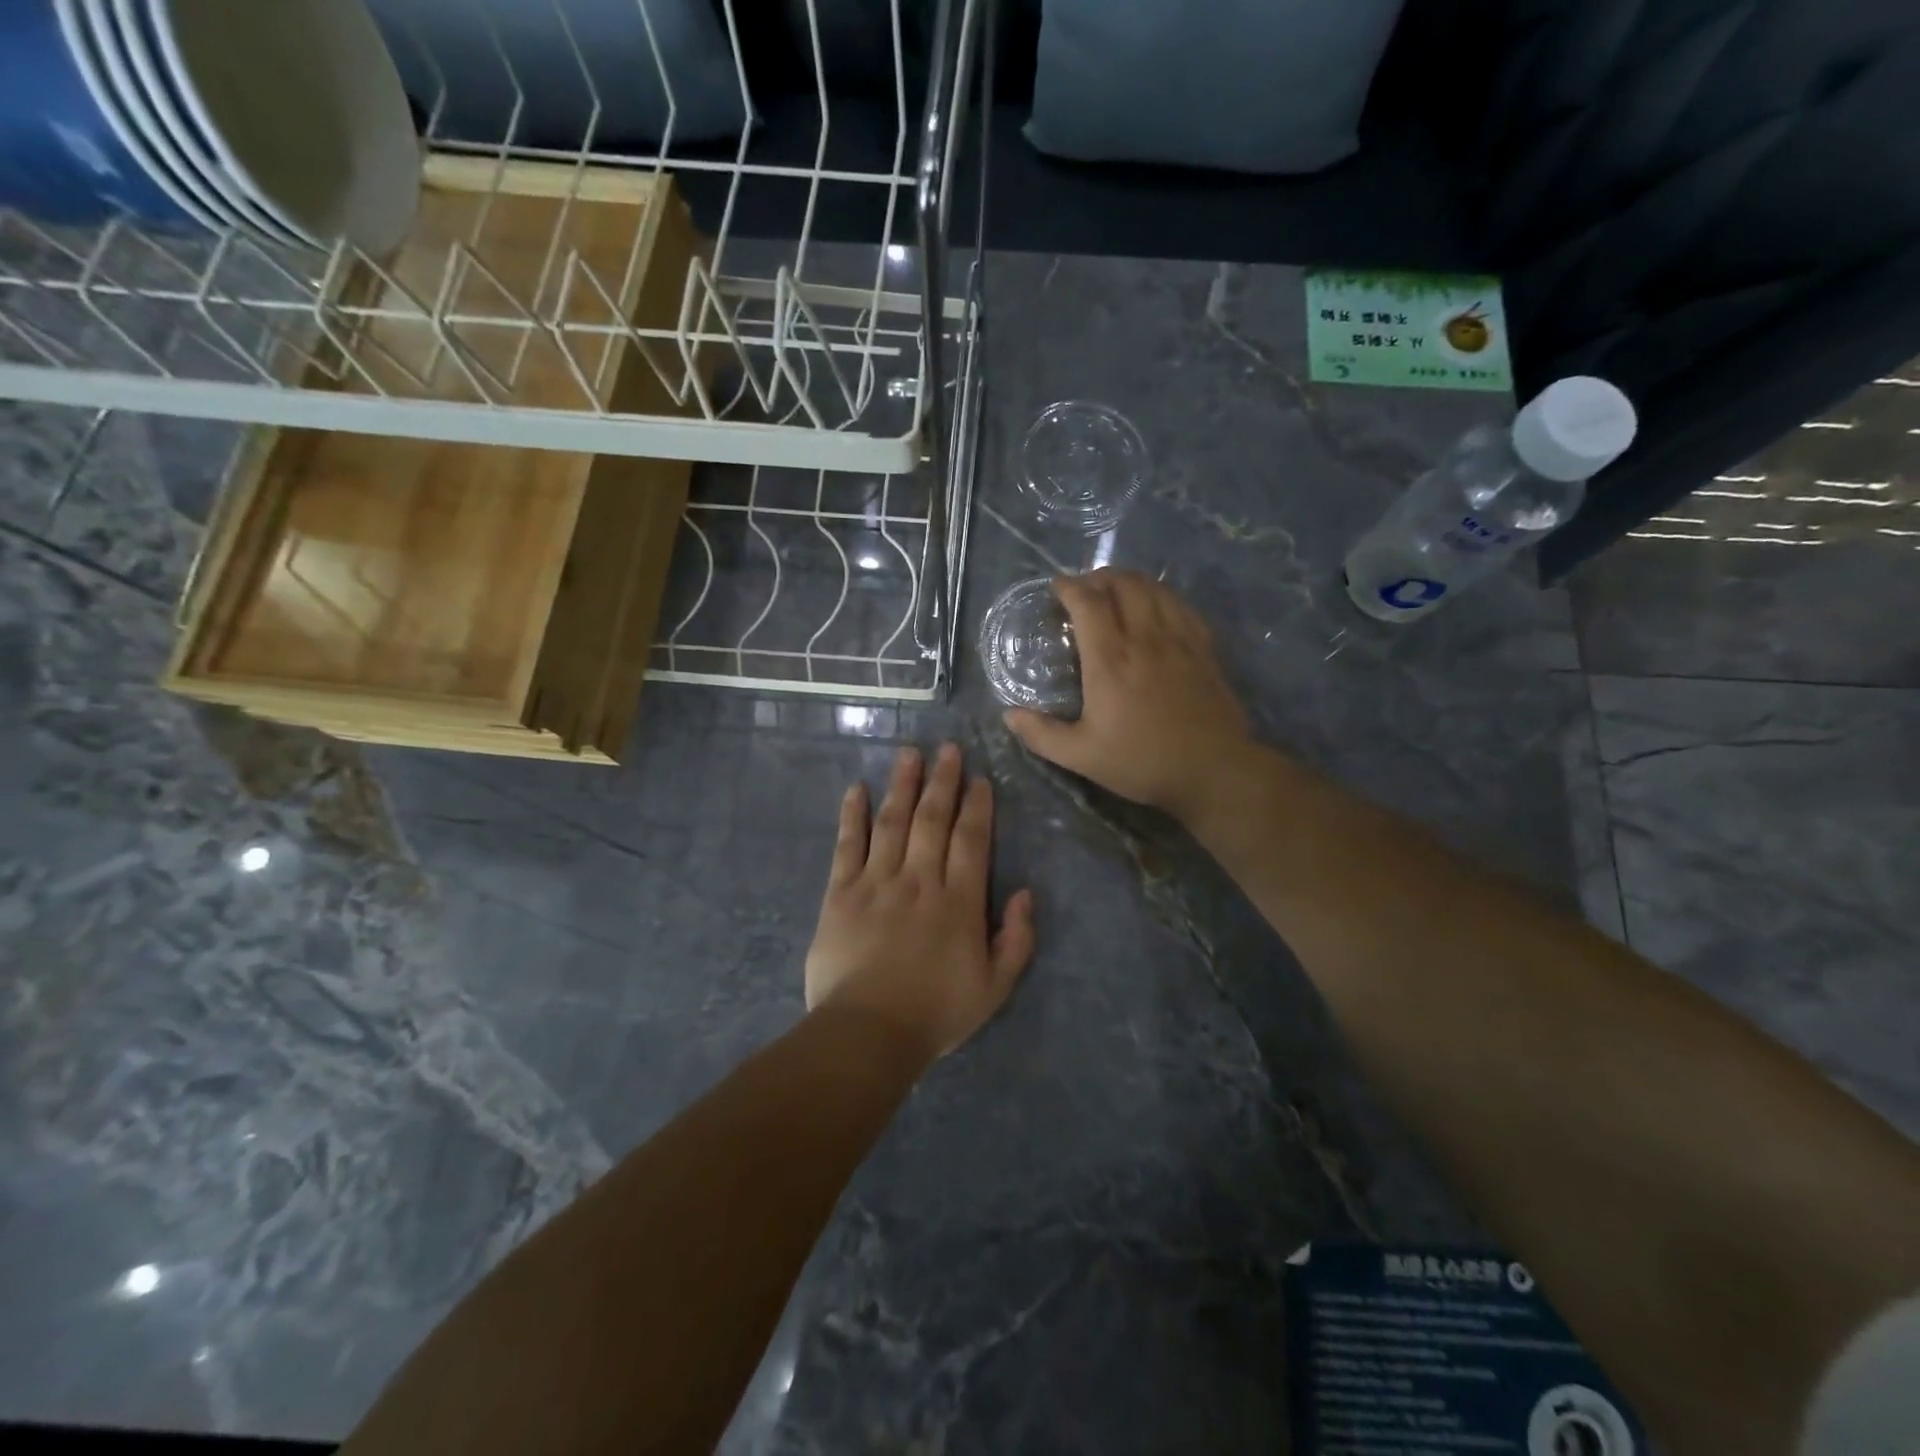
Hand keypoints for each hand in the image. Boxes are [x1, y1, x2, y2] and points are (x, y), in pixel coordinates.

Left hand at [805, 744, 1036, 1061]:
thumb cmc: (936, 1013)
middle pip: (932, 820)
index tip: (979, 779)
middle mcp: (919, 880)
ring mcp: (877, 882)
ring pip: (892, 822)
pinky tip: (857, 790)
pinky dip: (852, 816)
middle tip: (947, 748)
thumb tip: (1025, 893)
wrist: (868, 1033)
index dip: (977, 806)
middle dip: (942, 781)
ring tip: (909, 753)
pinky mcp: (840, 893)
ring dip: (902, 784)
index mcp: (959, 901)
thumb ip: (1016, 939)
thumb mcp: (994, 988)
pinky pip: (847, 846)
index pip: (971, 840)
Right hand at [1003, 570, 1253, 821]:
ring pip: (1155, 588)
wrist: (1213, 770)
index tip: (1056, 587)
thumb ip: (1042, 734)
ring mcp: (1179, 640)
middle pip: (1124, 584)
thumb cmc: (1142, 762)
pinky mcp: (1203, 649)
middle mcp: (1144, 639)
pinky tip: (1157, 607)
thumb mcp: (1082, 756)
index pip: (1088, 603)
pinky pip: (1181, 605)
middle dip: (1100, 577)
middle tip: (1085, 588)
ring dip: (1131, 581)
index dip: (1070, 587)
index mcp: (1110, 661)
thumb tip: (1009, 715)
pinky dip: (1162, 595)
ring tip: (1117, 590)